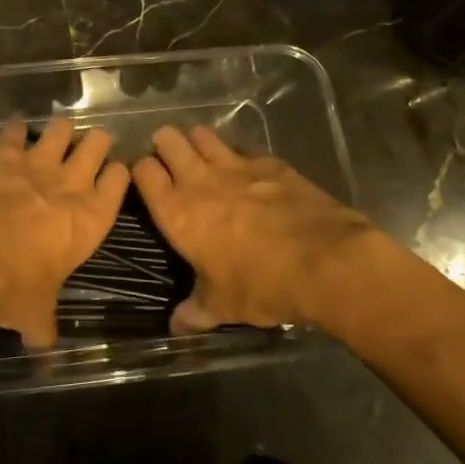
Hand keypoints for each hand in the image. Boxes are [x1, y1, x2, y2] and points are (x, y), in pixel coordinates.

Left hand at [0, 118, 129, 346]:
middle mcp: (71, 184)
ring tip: (55, 138)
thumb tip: (44, 344)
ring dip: (59, 132)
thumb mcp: (34, 314)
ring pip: (62, 128)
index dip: (117, 175)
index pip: (120, 182)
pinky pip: (15, 129)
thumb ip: (44, 325)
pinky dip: (15, 129)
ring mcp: (37, 163)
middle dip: (95, 144)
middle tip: (88, 150)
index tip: (113, 174)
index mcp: (91, 219)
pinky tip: (13, 132)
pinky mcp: (3, 153)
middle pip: (97, 144)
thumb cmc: (11, 286)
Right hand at [133, 125, 383, 335]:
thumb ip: (194, 313)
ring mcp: (236, 166)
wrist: (324, 262)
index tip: (145, 177)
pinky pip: (244, 148)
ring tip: (201, 155)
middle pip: (168, 140)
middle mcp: (199, 180)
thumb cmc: (260, 285)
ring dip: (197, 141)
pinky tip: (246, 169)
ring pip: (203, 134)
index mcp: (177, 212)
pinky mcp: (270, 163)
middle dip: (164, 144)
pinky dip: (238, 154)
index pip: (143, 171)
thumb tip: (176, 328)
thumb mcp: (222, 306)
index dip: (140, 169)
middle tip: (169, 159)